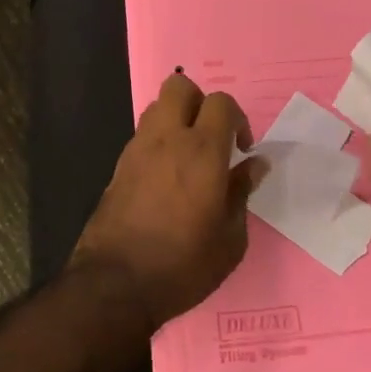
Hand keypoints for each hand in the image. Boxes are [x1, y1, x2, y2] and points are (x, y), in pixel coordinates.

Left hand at [70, 74, 261, 328]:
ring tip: (188, 157)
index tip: (241, 150)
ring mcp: (136, 150)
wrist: (115, 285)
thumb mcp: (230, 239)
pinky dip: (158, 142)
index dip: (237, 119)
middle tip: (212, 138)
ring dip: (176, 120)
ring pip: (156, 107)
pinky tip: (166, 178)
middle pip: (180, 86)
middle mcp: (166, 139)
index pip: (221, 102)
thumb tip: (255, 165)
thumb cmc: (183, 265)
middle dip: (200, 102)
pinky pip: (142, 136)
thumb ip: (241, 193)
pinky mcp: (118, 167)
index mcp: (202, 151)